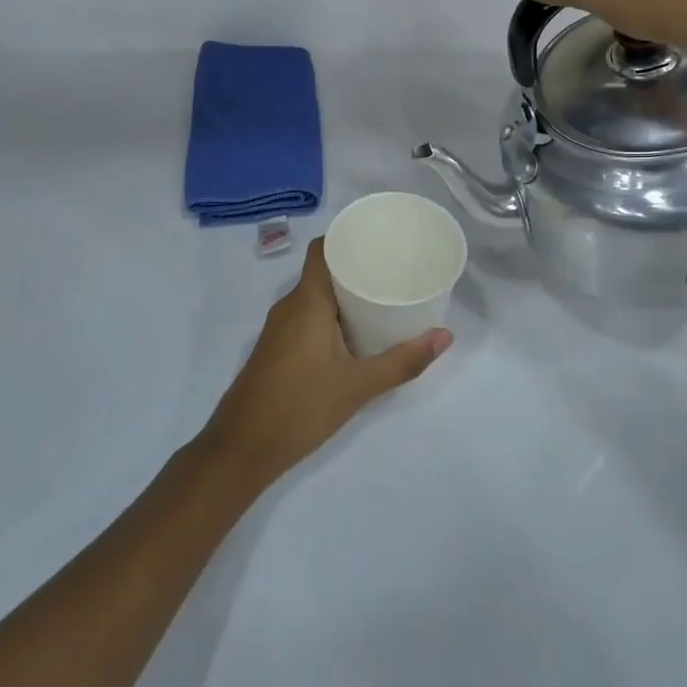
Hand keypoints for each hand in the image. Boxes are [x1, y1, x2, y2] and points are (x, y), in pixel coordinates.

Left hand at [201, 239, 451, 487]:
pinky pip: (306, 317)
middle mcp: (289, 306)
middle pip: (322, 271)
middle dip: (356, 267)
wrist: (241, 449)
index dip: (347, 237)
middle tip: (393, 270)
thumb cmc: (300, 407)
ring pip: (314, 297)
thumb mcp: (358, 386)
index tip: (379, 239)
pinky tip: (354, 334)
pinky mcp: (276, 349)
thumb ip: (402, 361)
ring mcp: (278, 329)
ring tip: (381, 298)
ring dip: (344, 295)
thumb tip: (445, 336)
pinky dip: (331, 316)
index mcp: (306, 301)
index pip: (322, 249)